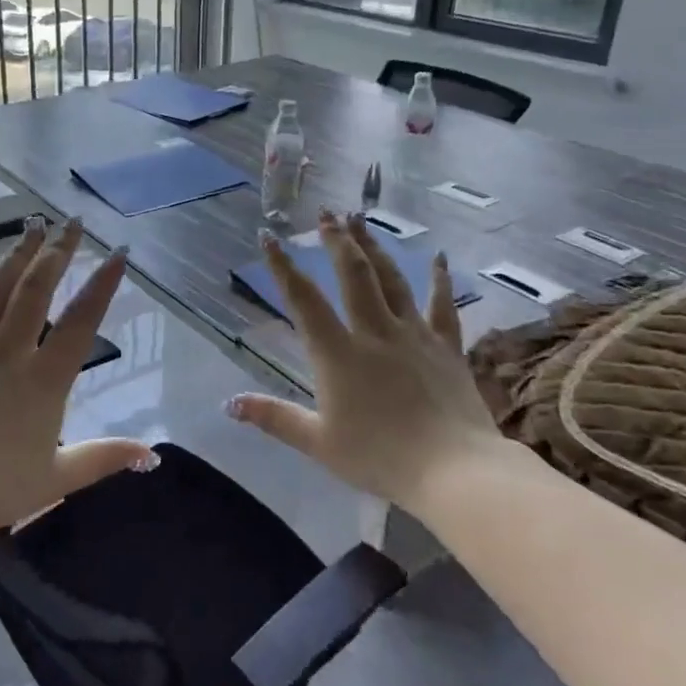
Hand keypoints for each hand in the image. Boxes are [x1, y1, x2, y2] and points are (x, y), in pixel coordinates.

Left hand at [0, 218, 154, 539]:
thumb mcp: (57, 477)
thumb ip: (104, 457)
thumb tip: (151, 453)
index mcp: (45, 379)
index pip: (81, 320)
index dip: (102, 284)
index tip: (117, 252)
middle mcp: (11, 350)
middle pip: (38, 288)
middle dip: (59, 251)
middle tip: (74, 222)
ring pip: (0, 287)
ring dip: (20, 252)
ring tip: (35, 223)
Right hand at [226, 211, 504, 510]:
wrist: (455, 472)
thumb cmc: (381, 458)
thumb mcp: (318, 442)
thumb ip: (274, 418)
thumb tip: (229, 404)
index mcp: (338, 353)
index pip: (303, 299)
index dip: (283, 266)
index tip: (269, 236)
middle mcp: (374, 332)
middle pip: (353, 274)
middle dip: (337, 240)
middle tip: (326, 213)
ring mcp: (414, 335)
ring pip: (392, 279)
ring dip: (374, 247)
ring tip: (362, 219)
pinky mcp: (447, 347)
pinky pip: (442, 306)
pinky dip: (440, 280)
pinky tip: (441, 257)